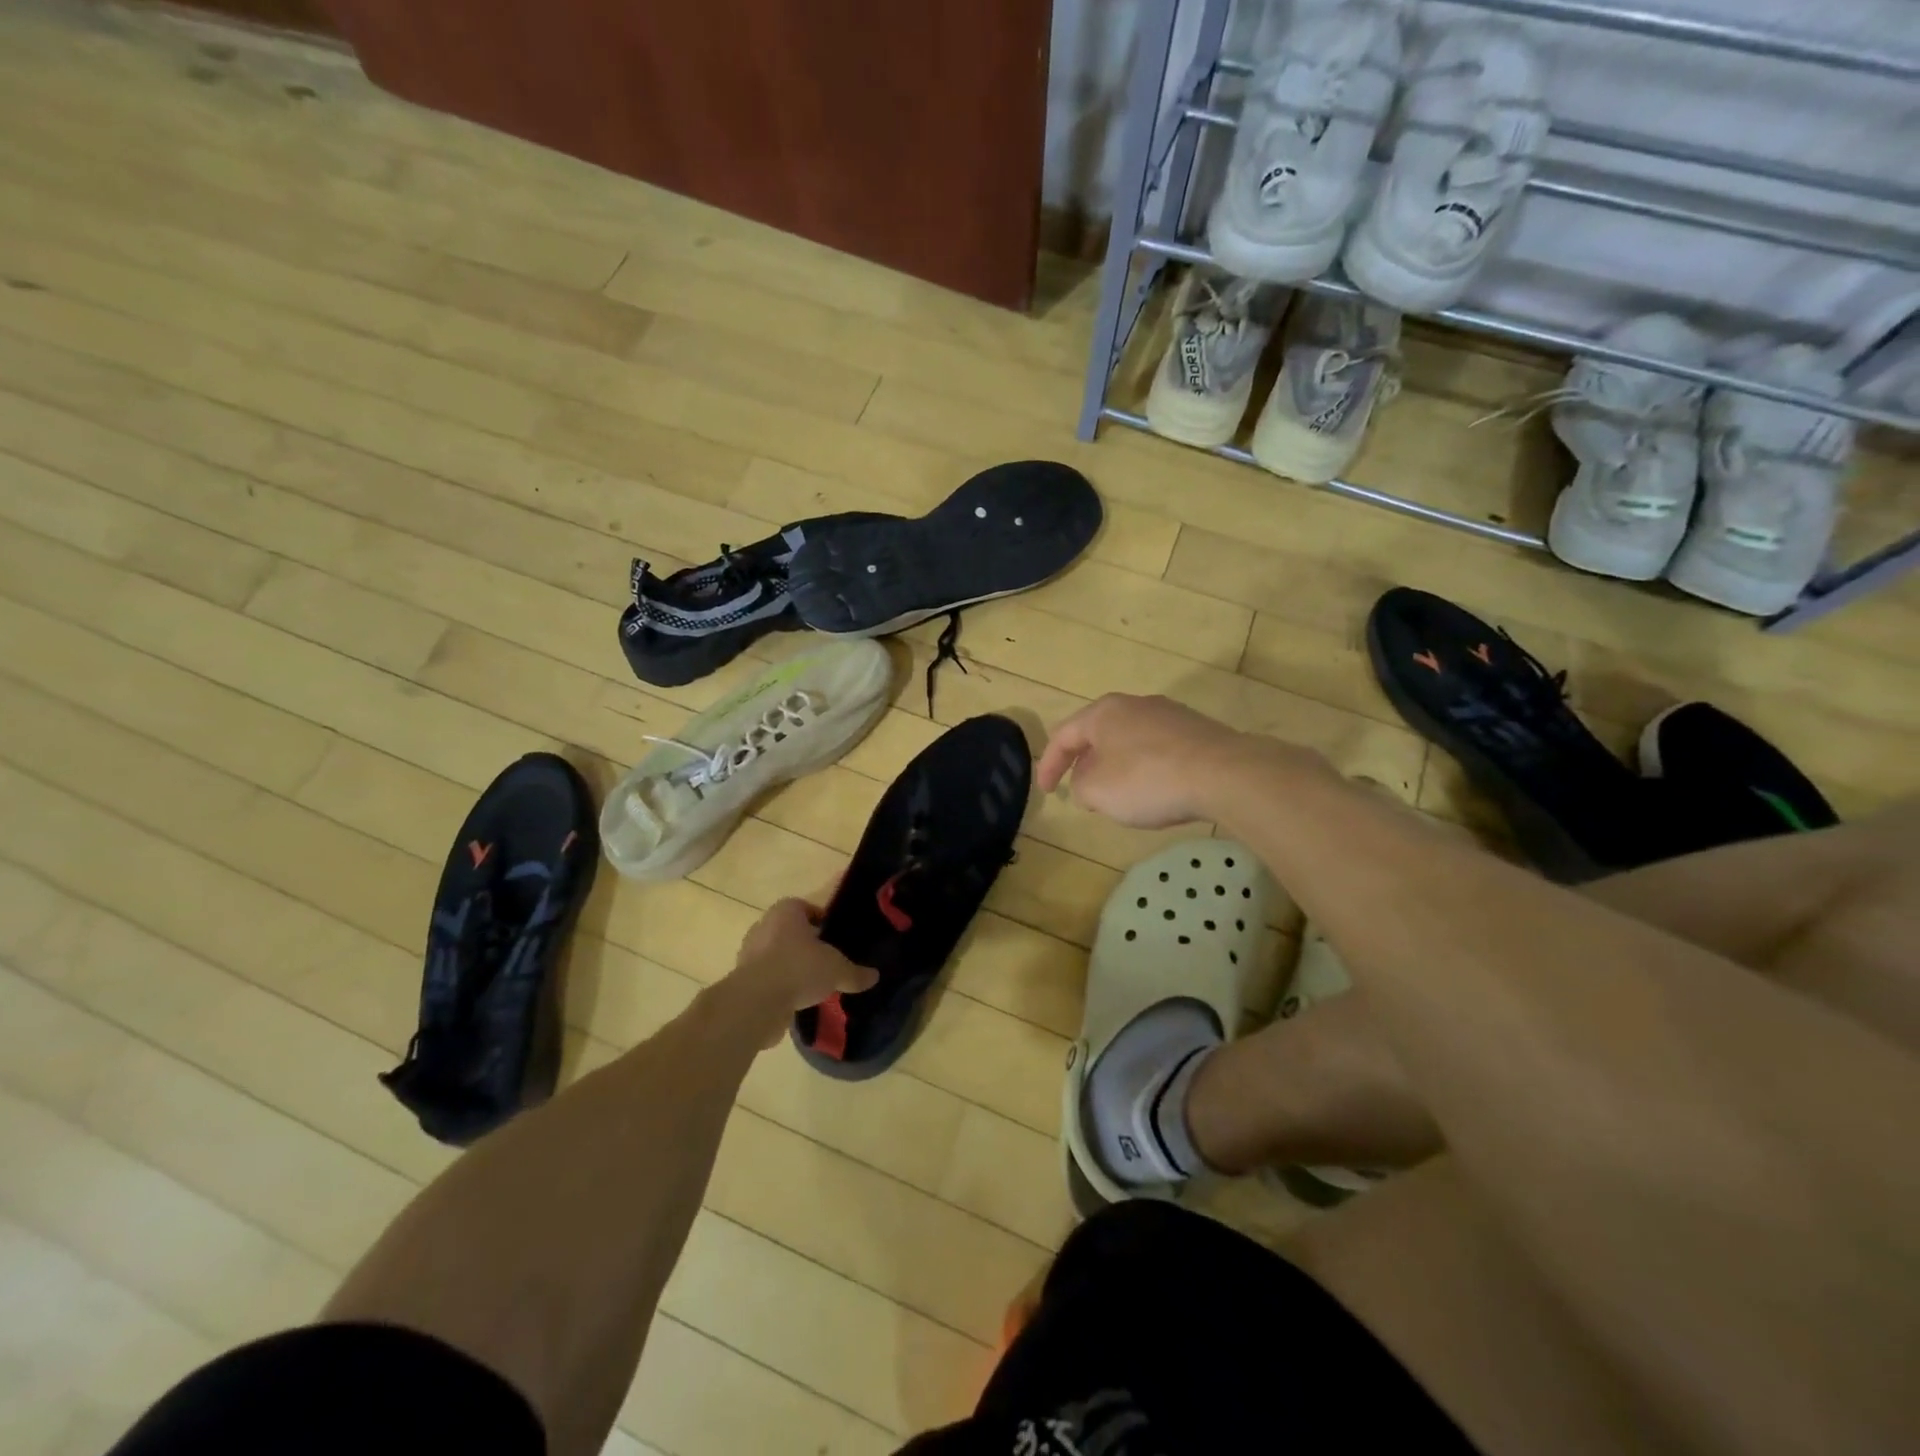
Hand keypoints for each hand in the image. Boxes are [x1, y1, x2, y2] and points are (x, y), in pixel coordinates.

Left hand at [730, 898, 878, 1047]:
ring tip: (814, 985)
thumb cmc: (798, 968)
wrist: (756, 1002)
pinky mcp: (743, 979)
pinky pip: (769, 978)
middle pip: (791, 932)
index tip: (836, 938)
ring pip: (778, 956)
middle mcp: (764, 926)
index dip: (823, 921)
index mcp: (786, 911)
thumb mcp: (837, 970)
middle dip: (808, 946)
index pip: (806, 908)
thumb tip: (874, 976)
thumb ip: (855, 973)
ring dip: (793, 968)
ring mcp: (750, 953)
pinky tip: (798, 1001)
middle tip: (828, 961)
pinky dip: (781, 987)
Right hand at [1037, 694, 1250, 828]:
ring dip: (1117, 767)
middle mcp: (1134, 704)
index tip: (1047, 793)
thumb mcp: (1098, 791)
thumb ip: (1081, 786)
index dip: (1049, 766)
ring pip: (1129, 741)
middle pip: (1098, 734)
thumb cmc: (1147, 779)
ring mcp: (1169, 714)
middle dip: (1086, 764)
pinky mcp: (1197, 730)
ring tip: (1119, 795)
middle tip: (1082, 792)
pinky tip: (1156, 790)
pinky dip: (1147, 768)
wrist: (1224, 773)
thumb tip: (1088, 782)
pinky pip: (1158, 749)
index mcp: (1103, 712)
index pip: (1063, 736)